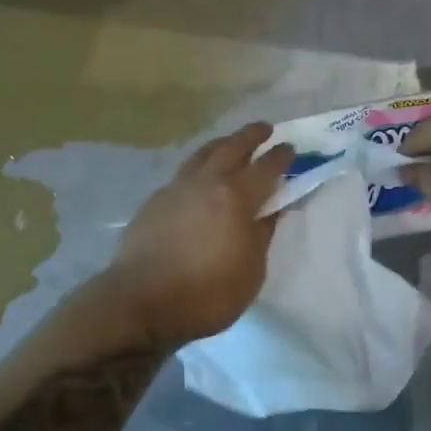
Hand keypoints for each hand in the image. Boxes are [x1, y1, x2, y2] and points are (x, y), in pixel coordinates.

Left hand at [106, 122, 293, 346]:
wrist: (140, 302)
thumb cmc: (206, 294)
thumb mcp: (251, 271)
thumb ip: (262, 234)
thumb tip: (272, 210)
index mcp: (236, 197)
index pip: (266, 168)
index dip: (281, 157)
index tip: (291, 148)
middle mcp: (206, 182)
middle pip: (231, 148)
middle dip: (251, 136)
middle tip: (265, 128)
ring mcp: (176, 188)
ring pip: (203, 154)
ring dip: (222, 144)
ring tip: (230, 143)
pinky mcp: (154, 201)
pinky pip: (183, 173)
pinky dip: (199, 166)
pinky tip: (199, 177)